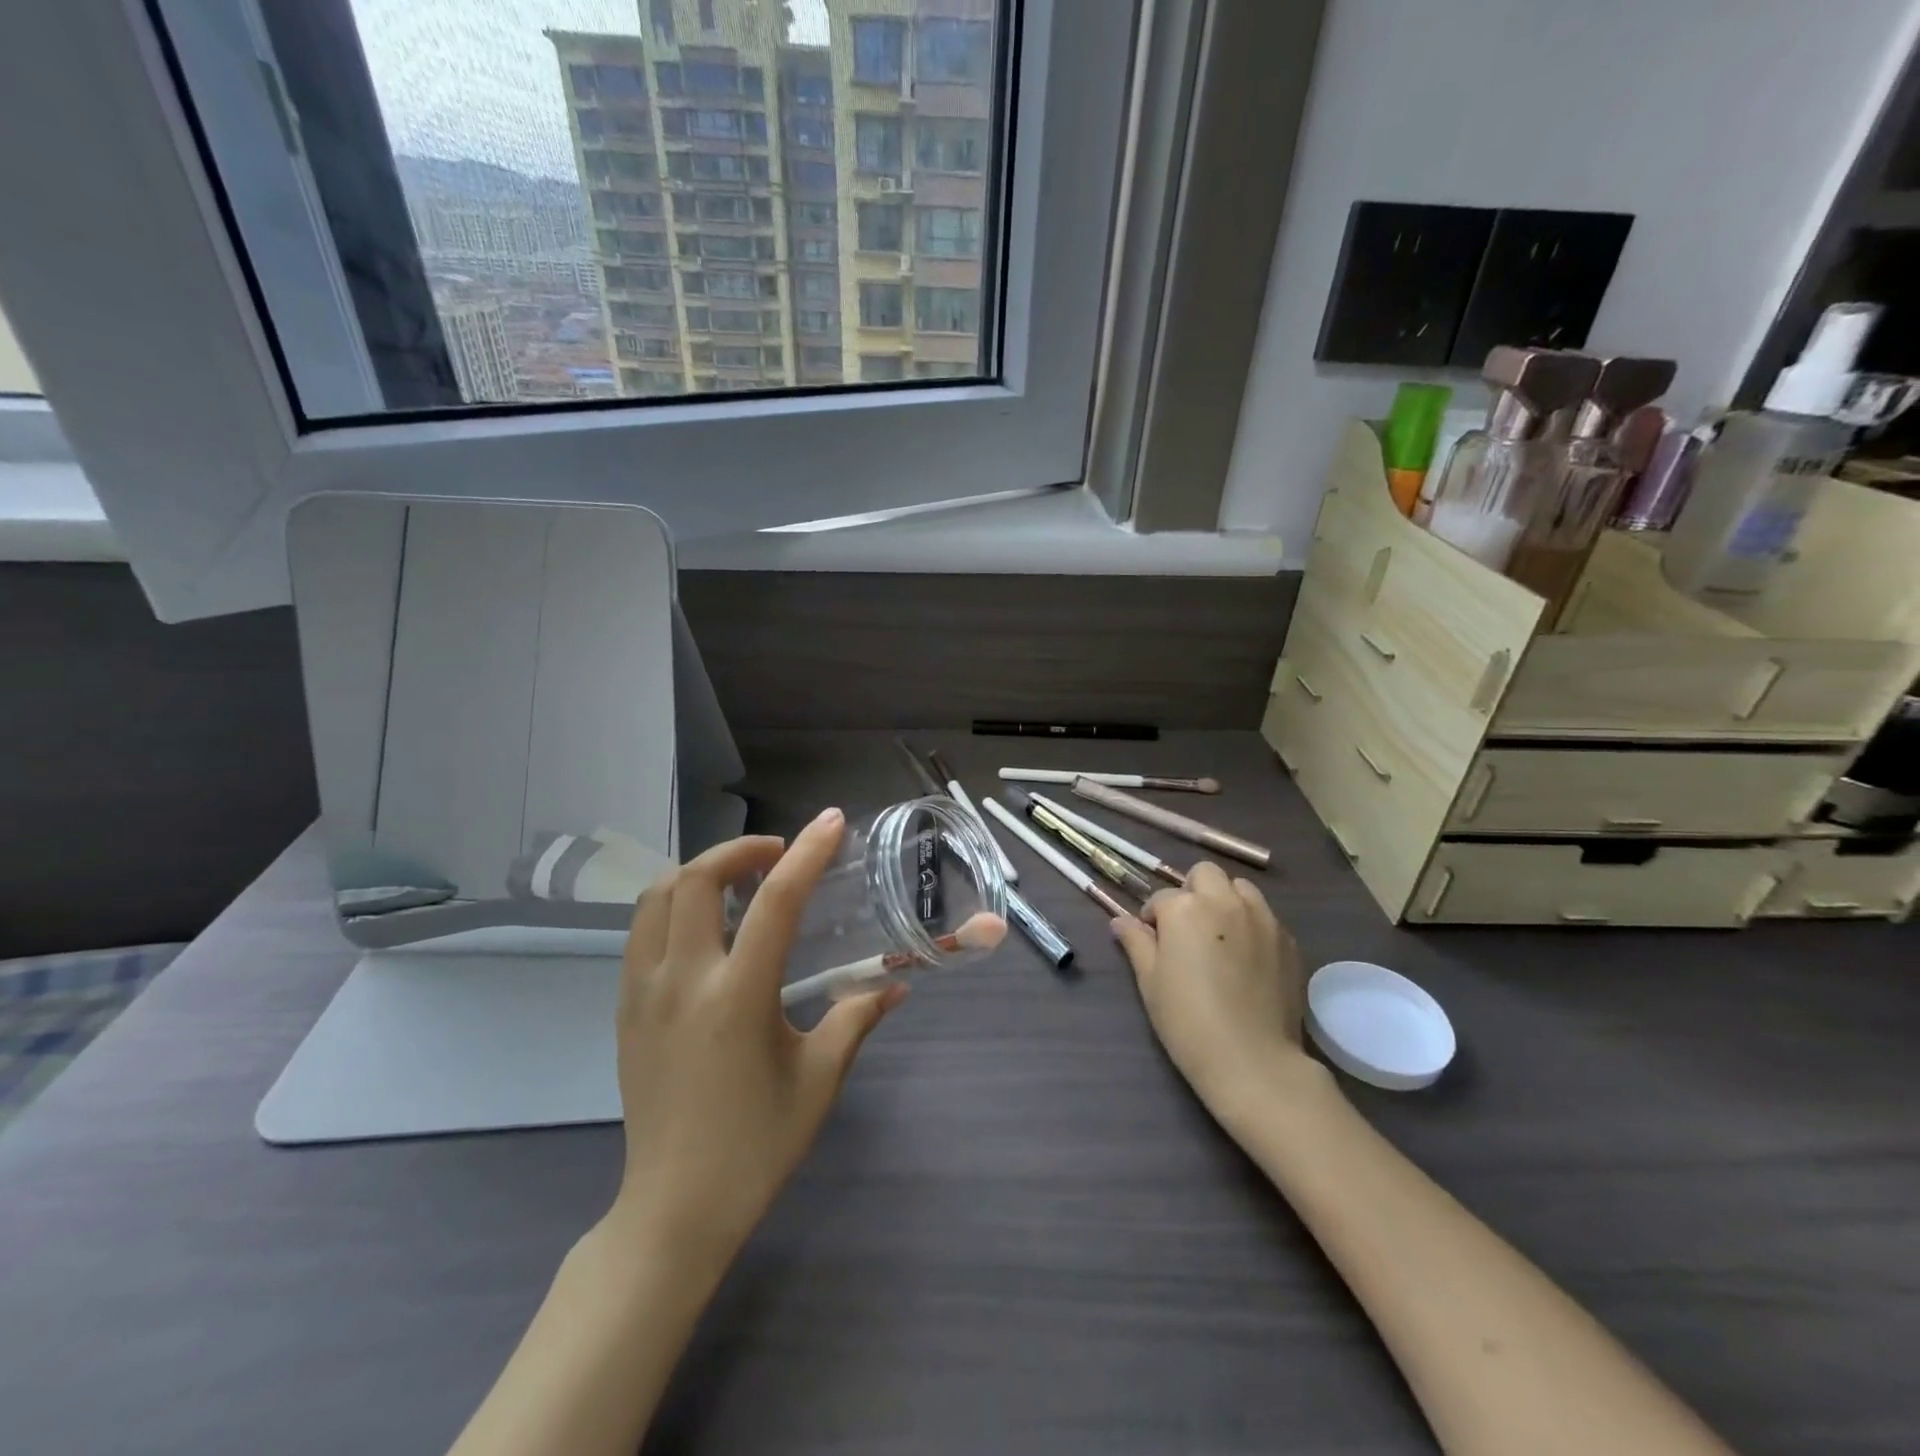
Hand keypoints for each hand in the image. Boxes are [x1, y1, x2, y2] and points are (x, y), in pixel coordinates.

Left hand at [608, 809, 903, 1263]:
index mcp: (738, 996)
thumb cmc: (756, 1145)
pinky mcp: (624, 1008)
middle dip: (740, 849)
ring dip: (699, 871)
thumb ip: (856, 1019)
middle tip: (777, 854)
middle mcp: (683, 980)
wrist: (674, 1208)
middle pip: (696, 879)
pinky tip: (703, 925)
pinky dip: (672, 904)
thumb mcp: (819, 1080)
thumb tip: (895, 986)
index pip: (775, 901)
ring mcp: (644, 992)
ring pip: (656, 897)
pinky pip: (640, 931)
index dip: (807, 853)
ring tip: (737, 881)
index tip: (831, 822)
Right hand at [1111, 863, 1312, 1125]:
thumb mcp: (1150, 981)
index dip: (1153, 918)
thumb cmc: (1188, 1021)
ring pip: (1240, 888)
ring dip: (1225, 900)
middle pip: (1205, 875)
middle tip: (1187, 928)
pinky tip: (1247, 958)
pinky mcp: (1288, 940)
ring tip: (1220, 936)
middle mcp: (1225, 901)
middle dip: (1192, 892)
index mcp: (1185, 908)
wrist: (1252, 1061)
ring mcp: (1262, 918)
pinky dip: (1252, 924)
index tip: (1154, 942)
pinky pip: (1265, 916)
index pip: (1161, 898)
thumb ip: (1136, 942)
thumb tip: (1120, 921)